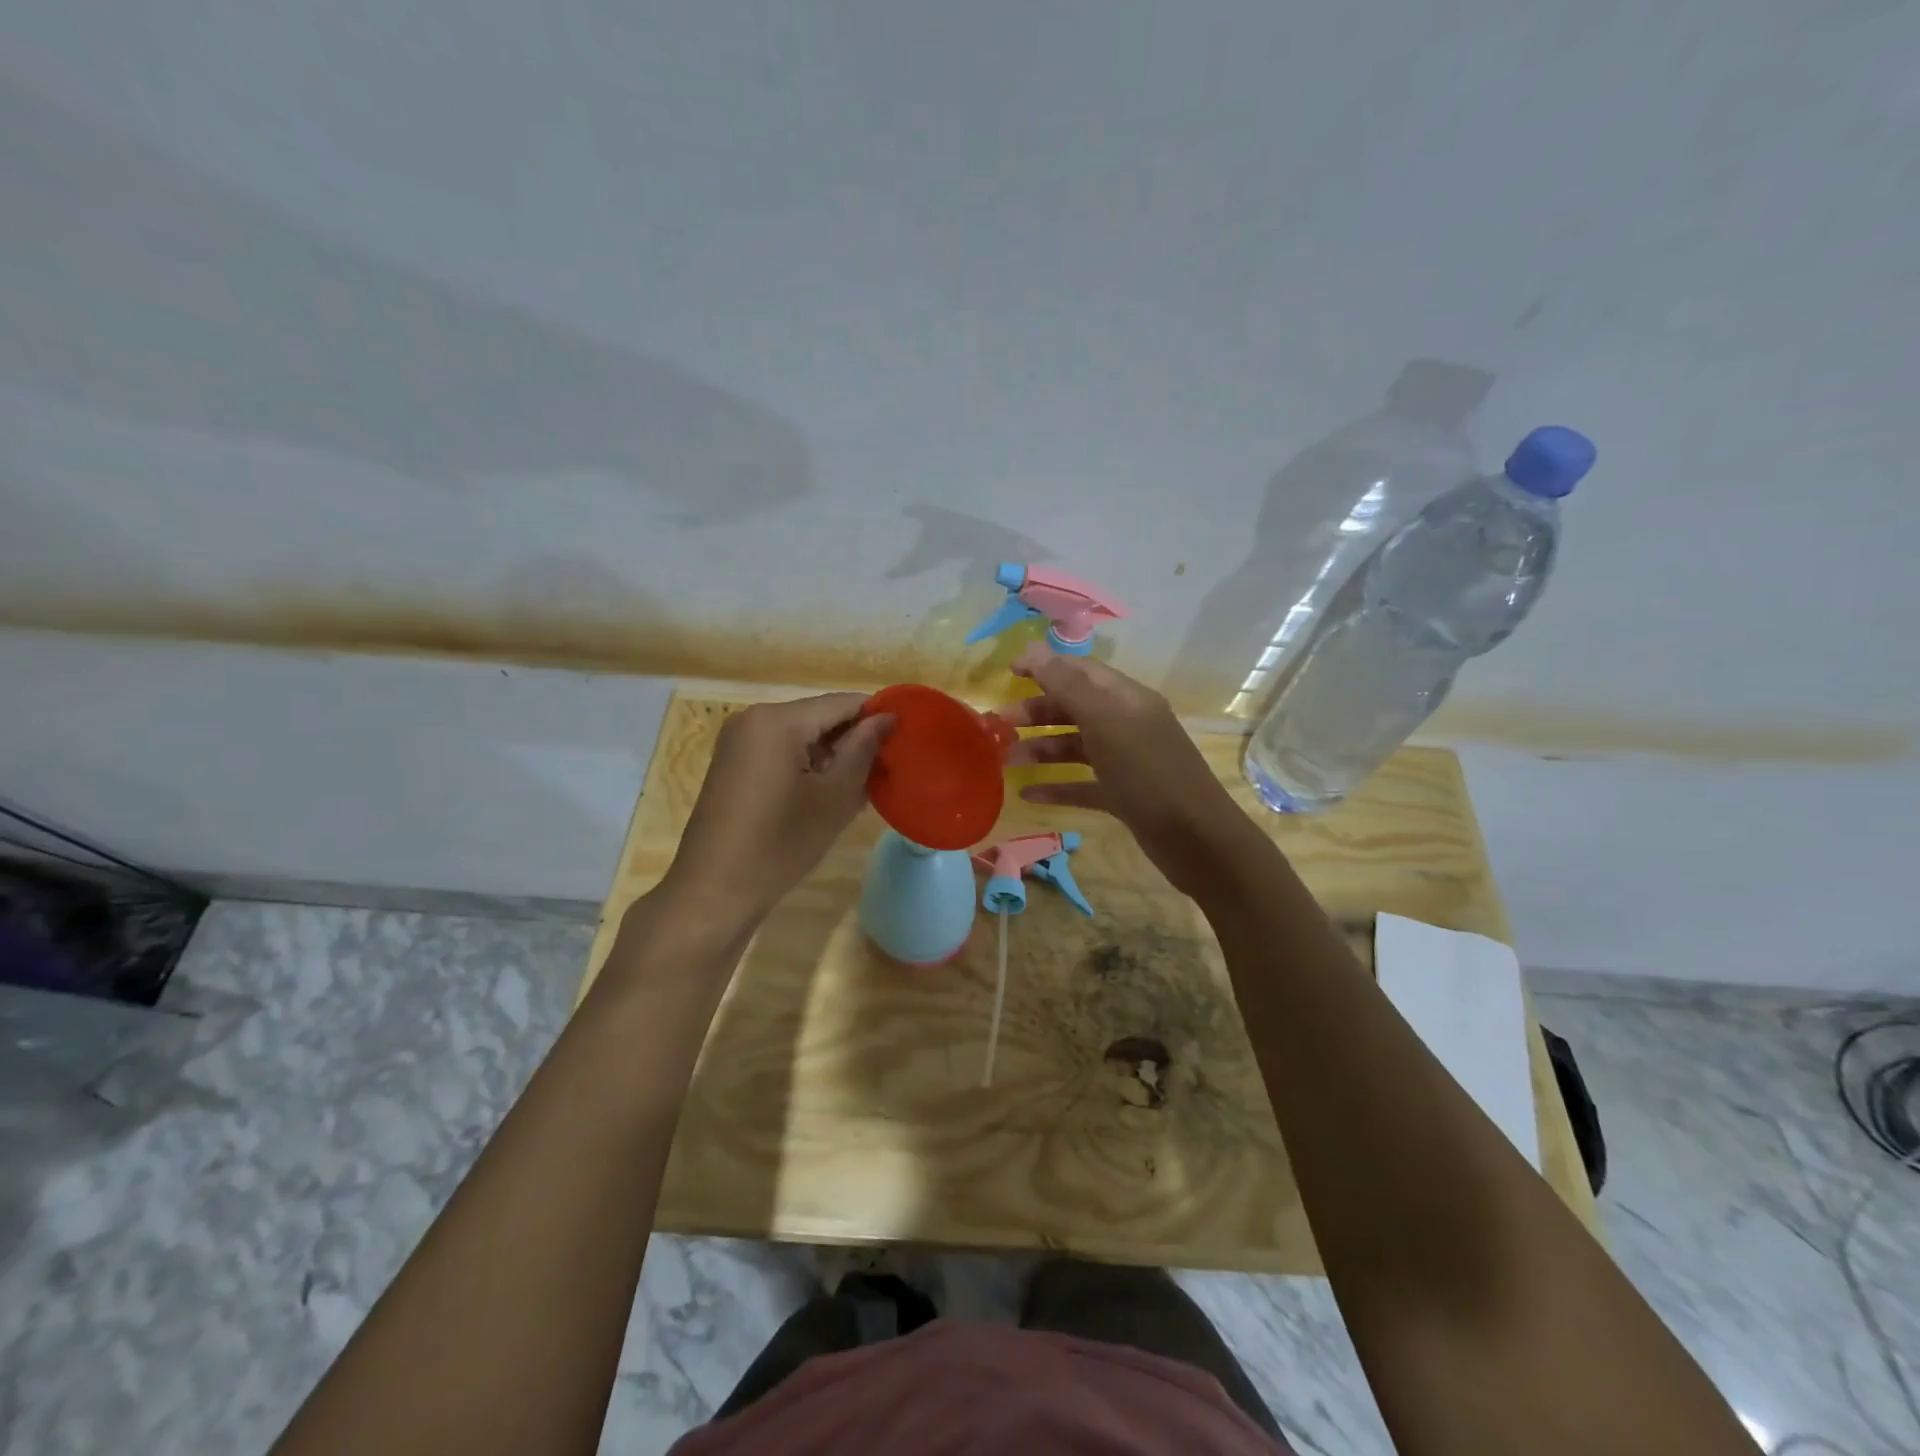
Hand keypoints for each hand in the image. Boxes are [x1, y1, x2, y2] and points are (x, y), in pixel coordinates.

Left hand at [662, 693, 891, 924]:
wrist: (713, 891)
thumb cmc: (780, 844)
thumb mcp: (834, 797)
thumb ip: (863, 750)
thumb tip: (887, 717)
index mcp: (778, 720)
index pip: (842, 702)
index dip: (877, 717)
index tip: (905, 741)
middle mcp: (754, 718)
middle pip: (820, 717)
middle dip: (853, 740)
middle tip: (885, 773)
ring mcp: (738, 741)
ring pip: (801, 735)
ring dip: (832, 756)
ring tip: (861, 790)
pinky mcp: (732, 763)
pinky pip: (780, 751)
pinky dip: (806, 766)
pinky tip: (825, 797)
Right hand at [1000, 646, 1260, 898]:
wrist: (1196, 839)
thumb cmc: (1148, 772)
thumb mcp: (1105, 722)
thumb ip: (1067, 685)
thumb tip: (1032, 648)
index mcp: (1127, 699)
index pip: (1081, 671)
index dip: (1045, 667)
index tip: (1008, 672)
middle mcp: (1127, 724)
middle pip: (1075, 708)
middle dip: (1037, 712)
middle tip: (999, 724)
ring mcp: (1126, 761)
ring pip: (1076, 746)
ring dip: (1042, 750)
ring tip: (1007, 761)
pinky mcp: (1124, 795)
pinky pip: (1083, 784)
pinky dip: (1057, 786)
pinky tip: (1029, 795)